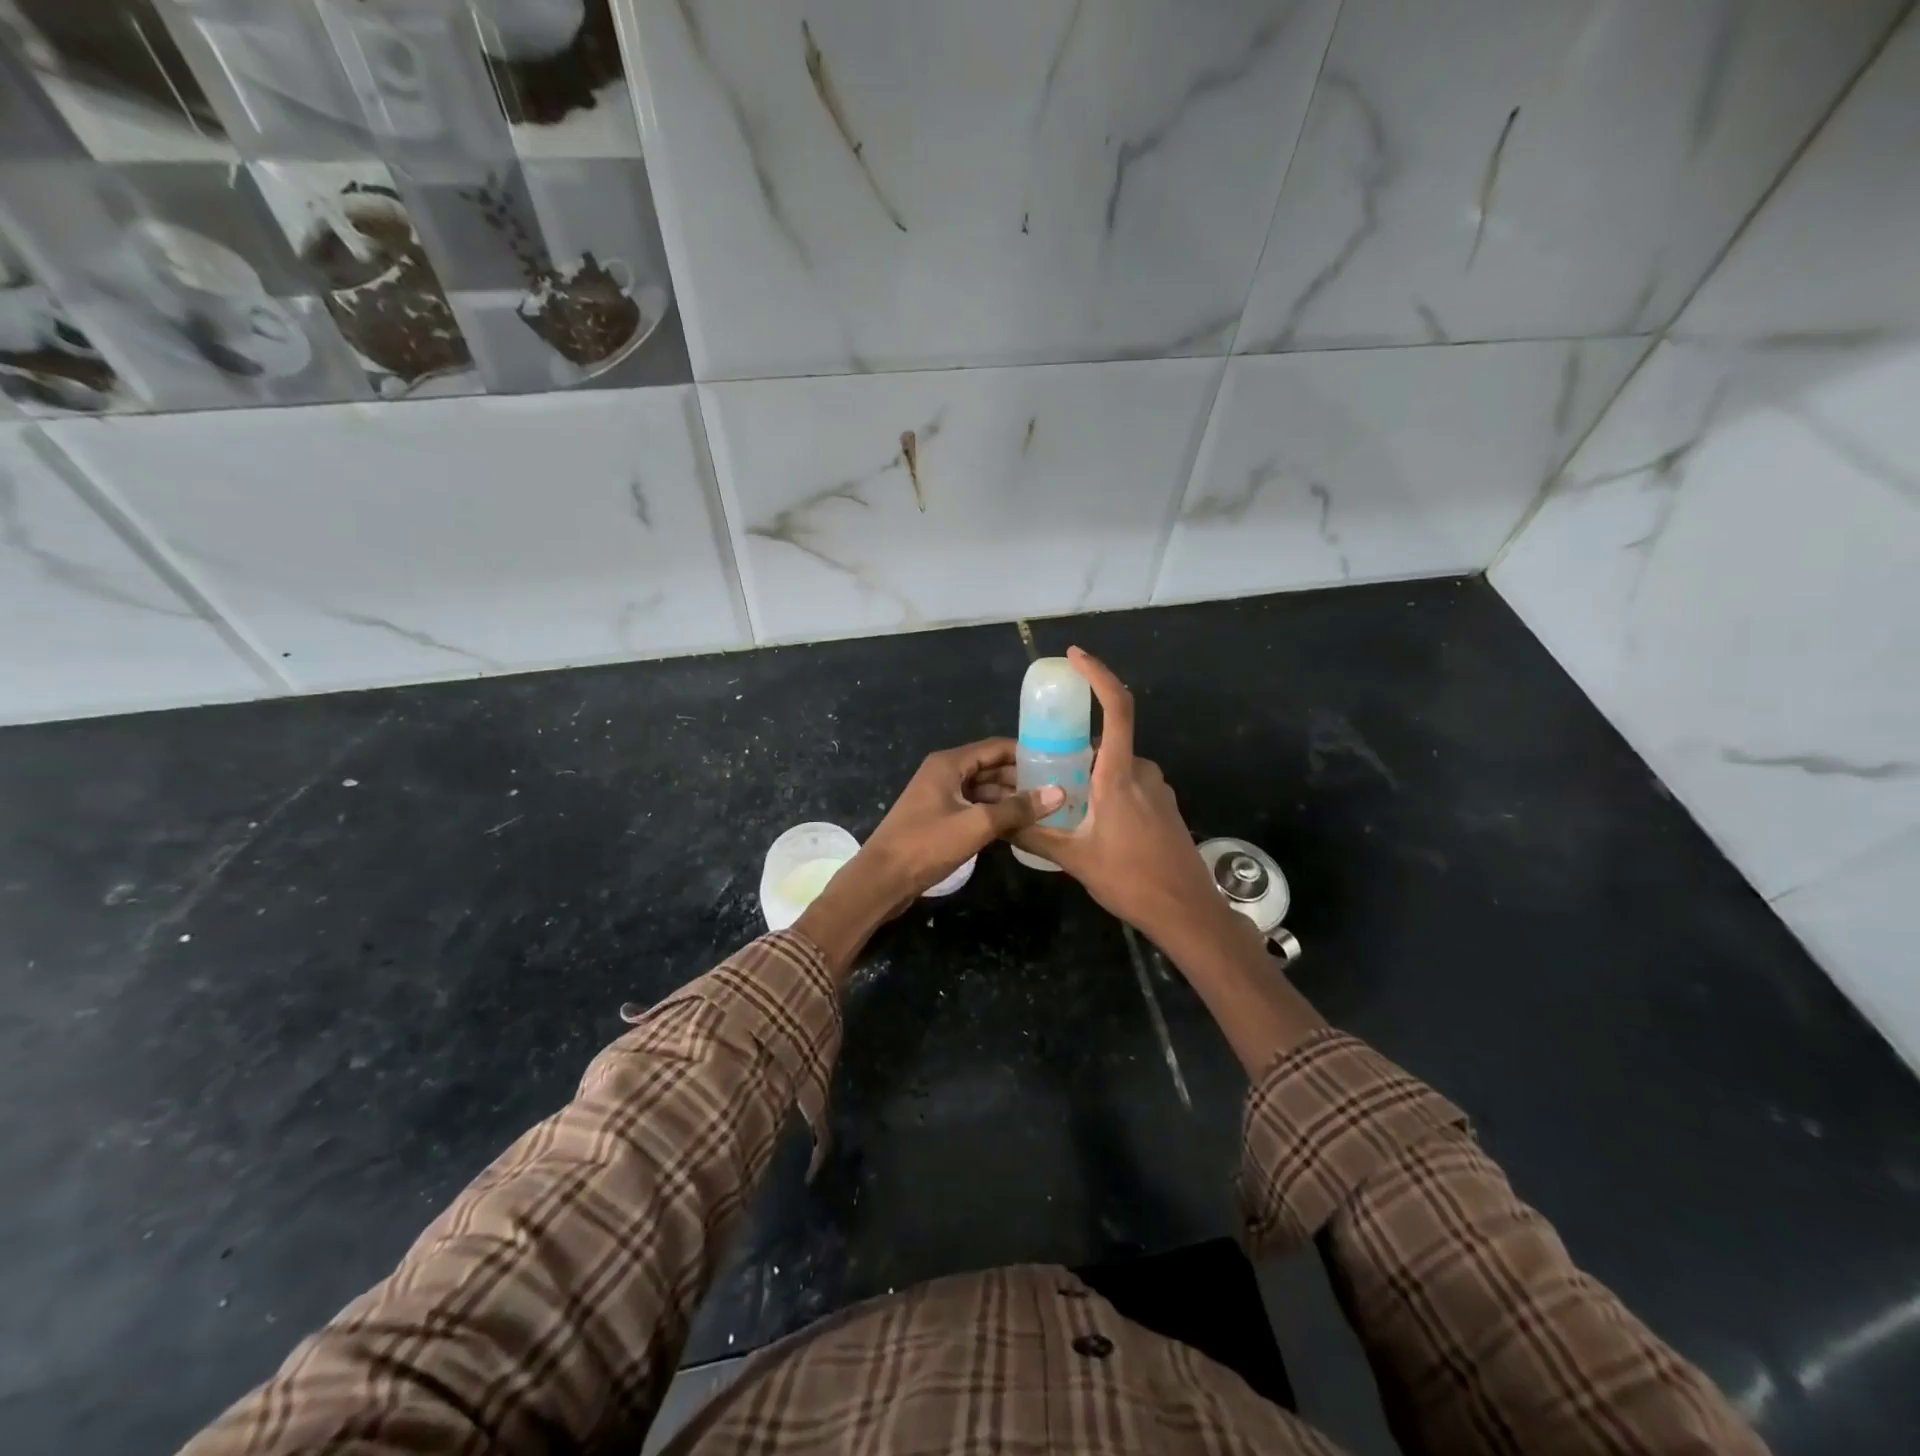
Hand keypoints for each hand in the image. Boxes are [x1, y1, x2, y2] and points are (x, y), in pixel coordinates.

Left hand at [797, 740, 1063, 974]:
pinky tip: (1019, 826)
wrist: (881, 880)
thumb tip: (1058, 792)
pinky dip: (995, 814)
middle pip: (990, 768)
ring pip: (983, 790)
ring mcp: (940, 797)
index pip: (995, 748)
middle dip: (1021, 778)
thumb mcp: (976, 824)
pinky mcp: (939, 820)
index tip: (1058, 762)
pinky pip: (974, 808)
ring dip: (1009, 799)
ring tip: (1046, 809)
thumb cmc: (926, 845)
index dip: (1026, 753)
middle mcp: (944, 774)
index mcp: (949, 764)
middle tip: (1058, 789)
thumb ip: (1017, 808)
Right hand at [1012, 648, 1244, 952]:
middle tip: (1047, 772)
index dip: (1098, 675)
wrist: (1187, 913)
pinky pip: (1131, 784)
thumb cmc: (1131, 881)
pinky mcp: (1166, 806)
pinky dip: (1109, 791)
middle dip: (1077, 753)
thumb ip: (1034, 835)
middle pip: (1107, 744)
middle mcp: (1142, 772)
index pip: (1116, 709)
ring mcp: (1158, 789)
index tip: (1076, 656)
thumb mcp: (1074, 859)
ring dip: (1093, 777)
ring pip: (1117, 767)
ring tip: (1068, 808)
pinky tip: (1095, 825)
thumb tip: (997, 823)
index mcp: (1119, 776)